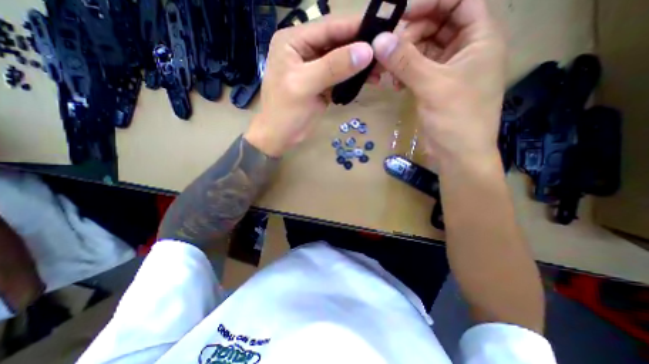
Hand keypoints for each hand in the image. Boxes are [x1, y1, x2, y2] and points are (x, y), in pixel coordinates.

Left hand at [245, 14, 375, 156]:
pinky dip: (354, 78)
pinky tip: (369, 81)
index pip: (329, 27)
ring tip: (381, 70)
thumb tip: (366, 51)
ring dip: (360, 65)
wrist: (279, 137)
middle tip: (385, 54)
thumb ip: (333, 67)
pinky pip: (341, 76)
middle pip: (337, 42)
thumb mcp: (305, 86)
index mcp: (294, 41)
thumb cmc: (284, 112)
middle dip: (361, 48)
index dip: (355, 28)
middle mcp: (304, 49)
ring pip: (342, 60)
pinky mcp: (322, 84)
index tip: (382, 30)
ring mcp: (314, 68)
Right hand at [370, 0, 506, 172]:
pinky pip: (418, 70)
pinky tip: (394, 84)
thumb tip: (379, 40)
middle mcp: (466, 49)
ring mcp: (449, 69)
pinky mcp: (435, 87)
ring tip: (389, 71)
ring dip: (405, 57)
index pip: (460, 1)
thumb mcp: (432, 86)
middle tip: (390, 50)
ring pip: (425, 49)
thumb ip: (406, 62)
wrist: (458, 154)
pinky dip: (405, 73)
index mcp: (480, 38)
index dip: (432, 2)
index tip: (401, 15)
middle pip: (438, 24)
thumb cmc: (456, 119)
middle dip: (412, 34)